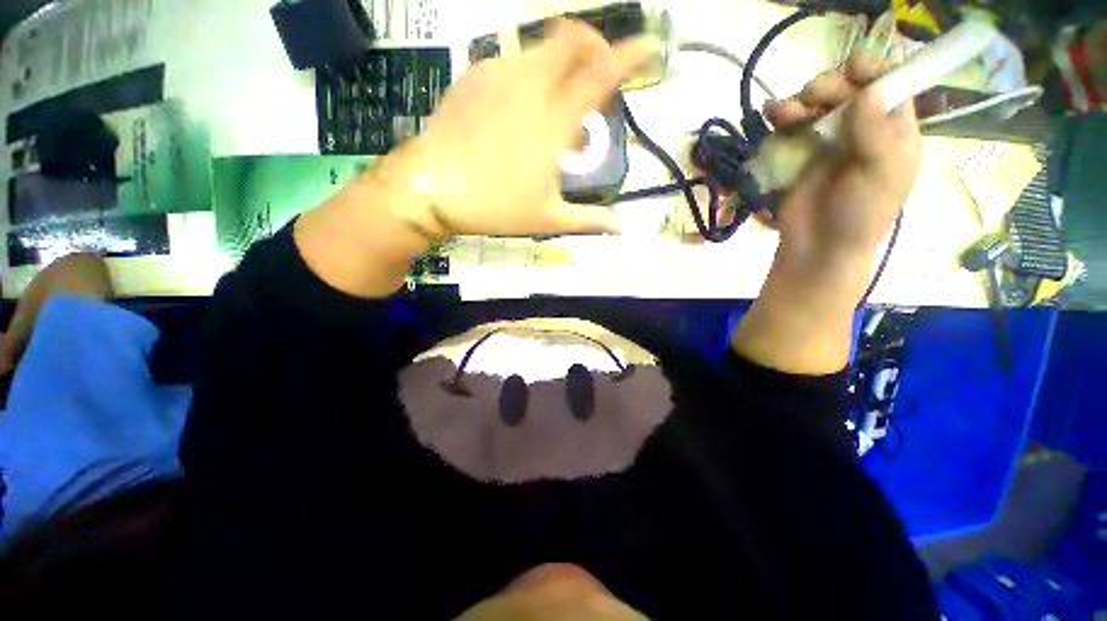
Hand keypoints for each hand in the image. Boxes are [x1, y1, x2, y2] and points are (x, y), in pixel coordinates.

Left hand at [385, 20, 653, 238]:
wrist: (431, 188)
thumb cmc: (494, 205)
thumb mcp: (547, 218)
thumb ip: (588, 220)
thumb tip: (620, 227)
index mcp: (553, 121)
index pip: (602, 73)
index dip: (630, 54)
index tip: (648, 47)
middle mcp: (530, 86)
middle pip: (572, 37)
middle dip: (594, 46)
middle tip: (595, 80)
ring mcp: (498, 75)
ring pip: (542, 50)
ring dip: (560, 71)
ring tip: (553, 113)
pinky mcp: (474, 76)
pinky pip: (512, 64)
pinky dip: (528, 79)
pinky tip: (519, 111)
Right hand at [765, 50, 920, 270]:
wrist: (818, 248)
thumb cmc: (860, 215)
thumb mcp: (881, 175)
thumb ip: (877, 133)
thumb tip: (869, 89)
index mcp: (892, 131)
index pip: (889, 86)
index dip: (874, 70)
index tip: (853, 67)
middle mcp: (860, 129)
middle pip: (847, 91)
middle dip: (829, 87)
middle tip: (812, 95)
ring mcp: (826, 142)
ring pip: (814, 107)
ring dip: (798, 102)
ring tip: (782, 111)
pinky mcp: (797, 155)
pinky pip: (789, 128)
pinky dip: (779, 118)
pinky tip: (769, 114)